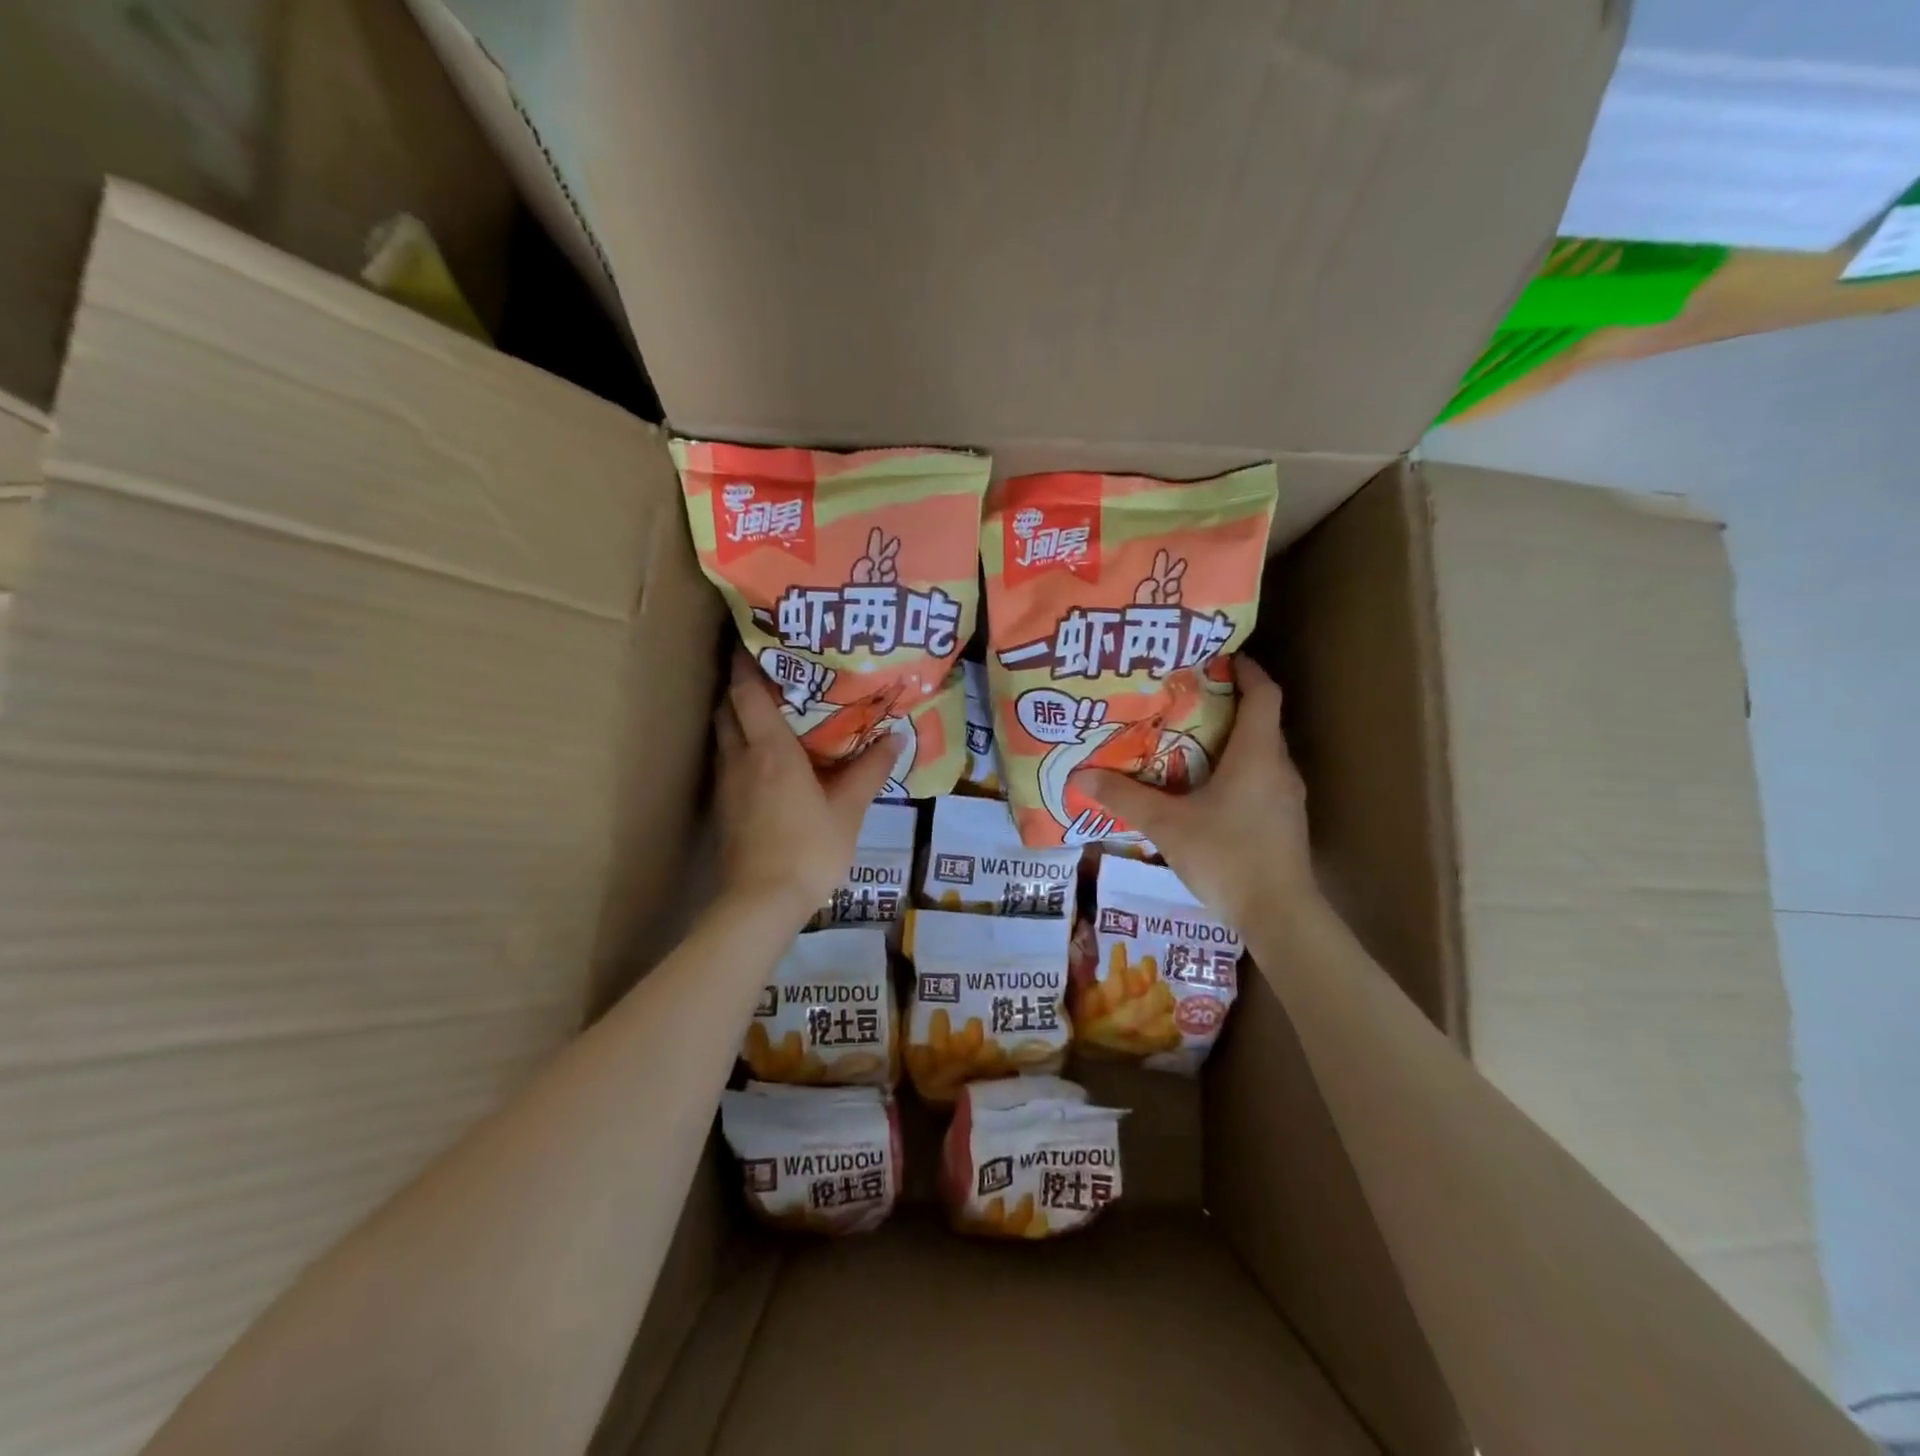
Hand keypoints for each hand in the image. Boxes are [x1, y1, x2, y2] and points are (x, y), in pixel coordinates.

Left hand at [713, 651, 900, 923]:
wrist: (761, 903)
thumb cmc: (809, 850)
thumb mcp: (849, 810)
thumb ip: (870, 770)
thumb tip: (897, 737)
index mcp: (770, 750)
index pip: (747, 692)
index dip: (746, 661)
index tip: (753, 637)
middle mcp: (740, 758)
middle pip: (727, 708)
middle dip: (740, 685)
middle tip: (769, 671)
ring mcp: (727, 784)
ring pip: (723, 735)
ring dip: (737, 715)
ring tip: (768, 708)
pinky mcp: (724, 808)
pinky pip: (727, 761)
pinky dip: (740, 746)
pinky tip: (763, 757)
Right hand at [1084, 656, 1315, 927]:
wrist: (1280, 917)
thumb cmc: (1227, 857)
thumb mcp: (1167, 825)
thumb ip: (1125, 798)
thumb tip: (1081, 776)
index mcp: (1256, 754)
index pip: (1264, 693)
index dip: (1245, 669)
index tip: (1217, 657)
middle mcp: (1278, 768)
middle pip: (1259, 721)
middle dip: (1224, 705)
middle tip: (1181, 700)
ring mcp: (1286, 798)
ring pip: (1259, 754)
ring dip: (1228, 742)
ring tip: (1184, 743)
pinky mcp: (1283, 823)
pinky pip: (1259, 781)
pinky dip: (1234, 773)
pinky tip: (1202, 792)